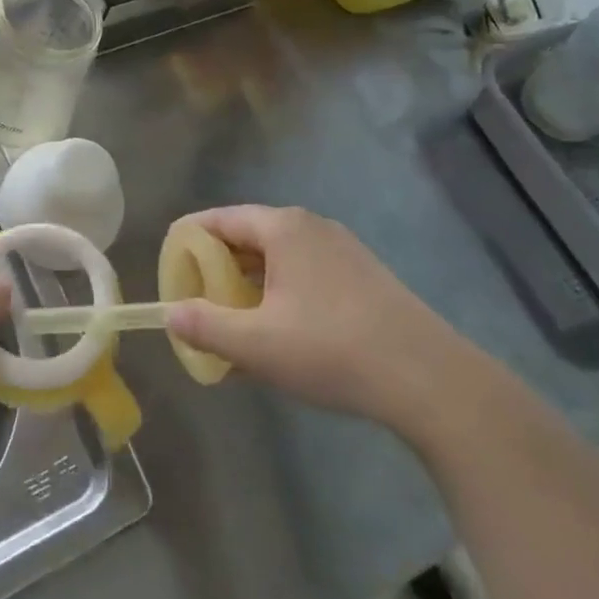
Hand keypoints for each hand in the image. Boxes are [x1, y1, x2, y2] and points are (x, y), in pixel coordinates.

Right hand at [166, 206, 508, 446]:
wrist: (428, 379)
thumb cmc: (331, 350)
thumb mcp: (257, 344)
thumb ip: (206, 326)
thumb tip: (171, 314)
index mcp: (282, 227)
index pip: (219, 219)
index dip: (189, 241)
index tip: (170, 267)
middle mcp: (310, 226)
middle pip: (248, 235)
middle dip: (218, 266)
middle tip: (197, 299)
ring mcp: (341, 248)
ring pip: (278, 256)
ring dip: (249, 283)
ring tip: (233, 319)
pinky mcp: (362, 275)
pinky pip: (304, 272)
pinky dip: (280, 291)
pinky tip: (279, 330)